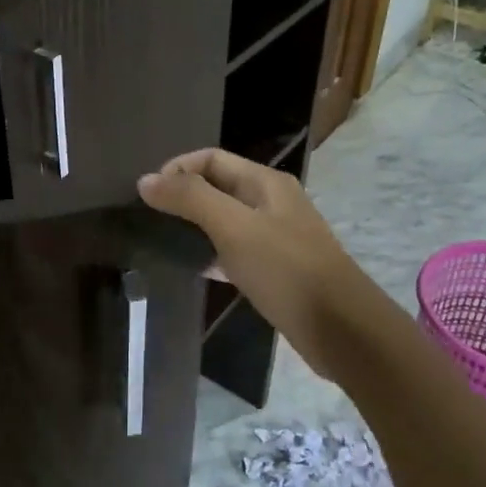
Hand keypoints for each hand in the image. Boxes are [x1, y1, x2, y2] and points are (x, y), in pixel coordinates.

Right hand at [137, 148, 373, 378]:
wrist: (340, 327)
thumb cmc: (286, 269)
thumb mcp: (234, 227)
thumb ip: (190, 199)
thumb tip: (145, 180)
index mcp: (265, 182)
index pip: (211, 158)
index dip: (177, 169)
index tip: (146, 195)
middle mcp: (271, 202)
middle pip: (218, 187)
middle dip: (182, 197)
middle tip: (148, 219)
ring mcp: (275, 237)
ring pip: (225, 221)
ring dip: (194, 227)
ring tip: (160, 242)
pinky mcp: (274, 269)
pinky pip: (234, 252)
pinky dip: (210, 255)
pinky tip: (190, 270)